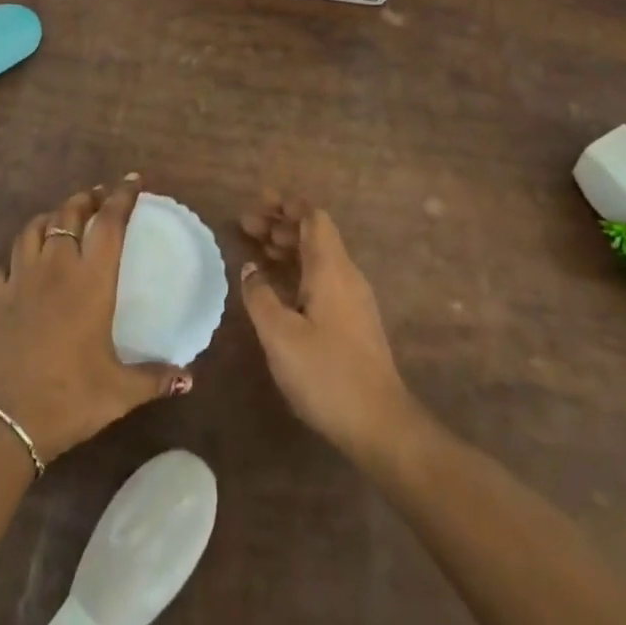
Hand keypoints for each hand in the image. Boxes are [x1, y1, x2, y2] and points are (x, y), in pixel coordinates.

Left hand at [0, 175, 191, 463]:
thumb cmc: (66, 399)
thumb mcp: (118, 392)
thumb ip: (154, 379)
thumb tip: (189, 380)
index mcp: (90, 281)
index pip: (109, 223)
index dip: (122, 196)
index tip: (133, 180)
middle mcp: (54, 268)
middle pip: (69, 214)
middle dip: (86, 198)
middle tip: (98, 195)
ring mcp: (18, 279)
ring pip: (34, 228)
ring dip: (51, 215)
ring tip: (62, 216)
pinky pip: (7, 261)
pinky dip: (20, 253)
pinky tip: (23, 263)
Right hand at [238, 193, 415, 462]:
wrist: (379, 424)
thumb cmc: (326, 373)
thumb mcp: (280, 335)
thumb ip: (260, 296)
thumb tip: (251, 268)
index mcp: (331, 269)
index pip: (313, 218)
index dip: (287, 205)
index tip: (259, 200)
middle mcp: (345, 275)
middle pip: (314, 234)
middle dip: (281, 224)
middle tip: (245, 224)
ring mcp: (352, 299)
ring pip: (318, 257)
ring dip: (288, 247)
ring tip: (256, 247)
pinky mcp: (353, 321)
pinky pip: (322, 277)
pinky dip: (297, 269)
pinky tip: (278, 284)